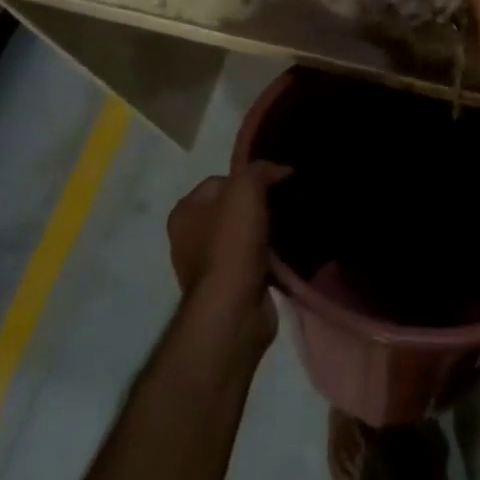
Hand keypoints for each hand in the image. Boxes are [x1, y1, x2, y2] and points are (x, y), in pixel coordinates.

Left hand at [166, 162, 290, 348]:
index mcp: (184, 211)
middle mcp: (189, 237)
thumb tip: (281, 169)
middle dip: (260, 206)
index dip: (250, 178)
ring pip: (245, 235)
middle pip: (233, 208)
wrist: (233, 309)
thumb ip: (260, 170)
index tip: (278, 183)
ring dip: (268, 232)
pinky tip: (289, 253)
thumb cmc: (231, 244)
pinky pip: (254, 261)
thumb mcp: (245, 191)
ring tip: (294, 227)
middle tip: (289, 204)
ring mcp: (209, 265)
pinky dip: (270, 257)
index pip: (220, 180)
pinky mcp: (230, 287)